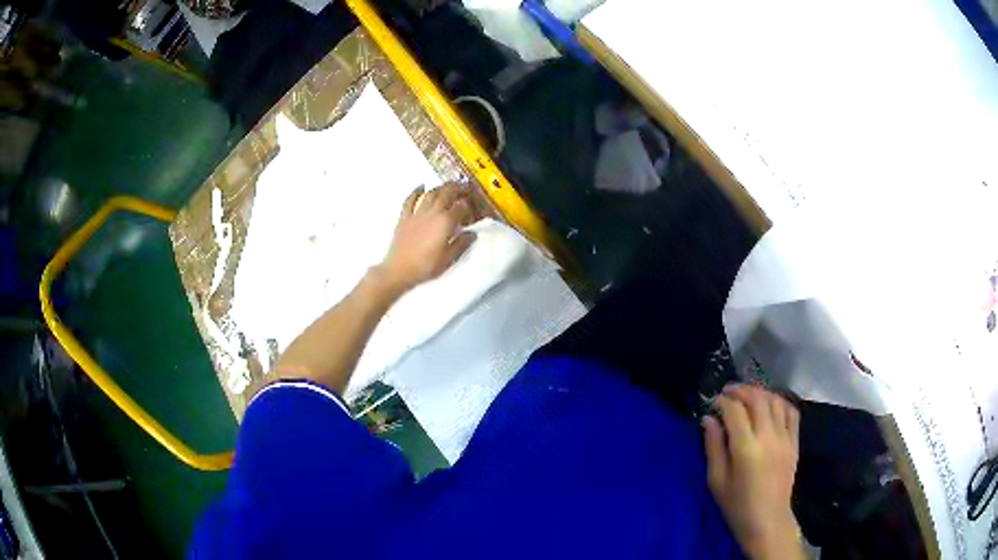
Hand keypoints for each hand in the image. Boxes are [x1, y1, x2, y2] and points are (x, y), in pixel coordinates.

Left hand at [377, 183, 474, 295]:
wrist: (398, 270)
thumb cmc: (425, 266)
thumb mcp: (449, 259)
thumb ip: (462, 244)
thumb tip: (472, 234)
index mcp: (445, 222)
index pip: (461, 207)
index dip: (469, 207)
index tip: (472, 211)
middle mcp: (432, 213)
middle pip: (447, 193)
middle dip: (457, 188)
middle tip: (464, 188)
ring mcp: (417, 213)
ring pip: (431, 193)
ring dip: (441, 187)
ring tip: (448, 187)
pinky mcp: (404, 217)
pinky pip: (410, 199)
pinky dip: (416, 191)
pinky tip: (421, 187)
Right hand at [703, 384, 802, 559]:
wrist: (768, 521)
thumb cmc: (737, 505)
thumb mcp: (716, 481)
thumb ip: (713, 447)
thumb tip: (708, 419)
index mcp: (746, 448)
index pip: (735, 411)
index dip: (723, 401)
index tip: (714, 402)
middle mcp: (768, 437)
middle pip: (758, 399)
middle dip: (741, 390)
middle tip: (729, 392)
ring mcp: (785, 438)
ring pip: (776, 401)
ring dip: (761, 393)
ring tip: (748, 396)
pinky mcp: (795, 442)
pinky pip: (791, 412)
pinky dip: (780, 402)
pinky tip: (771, 406)